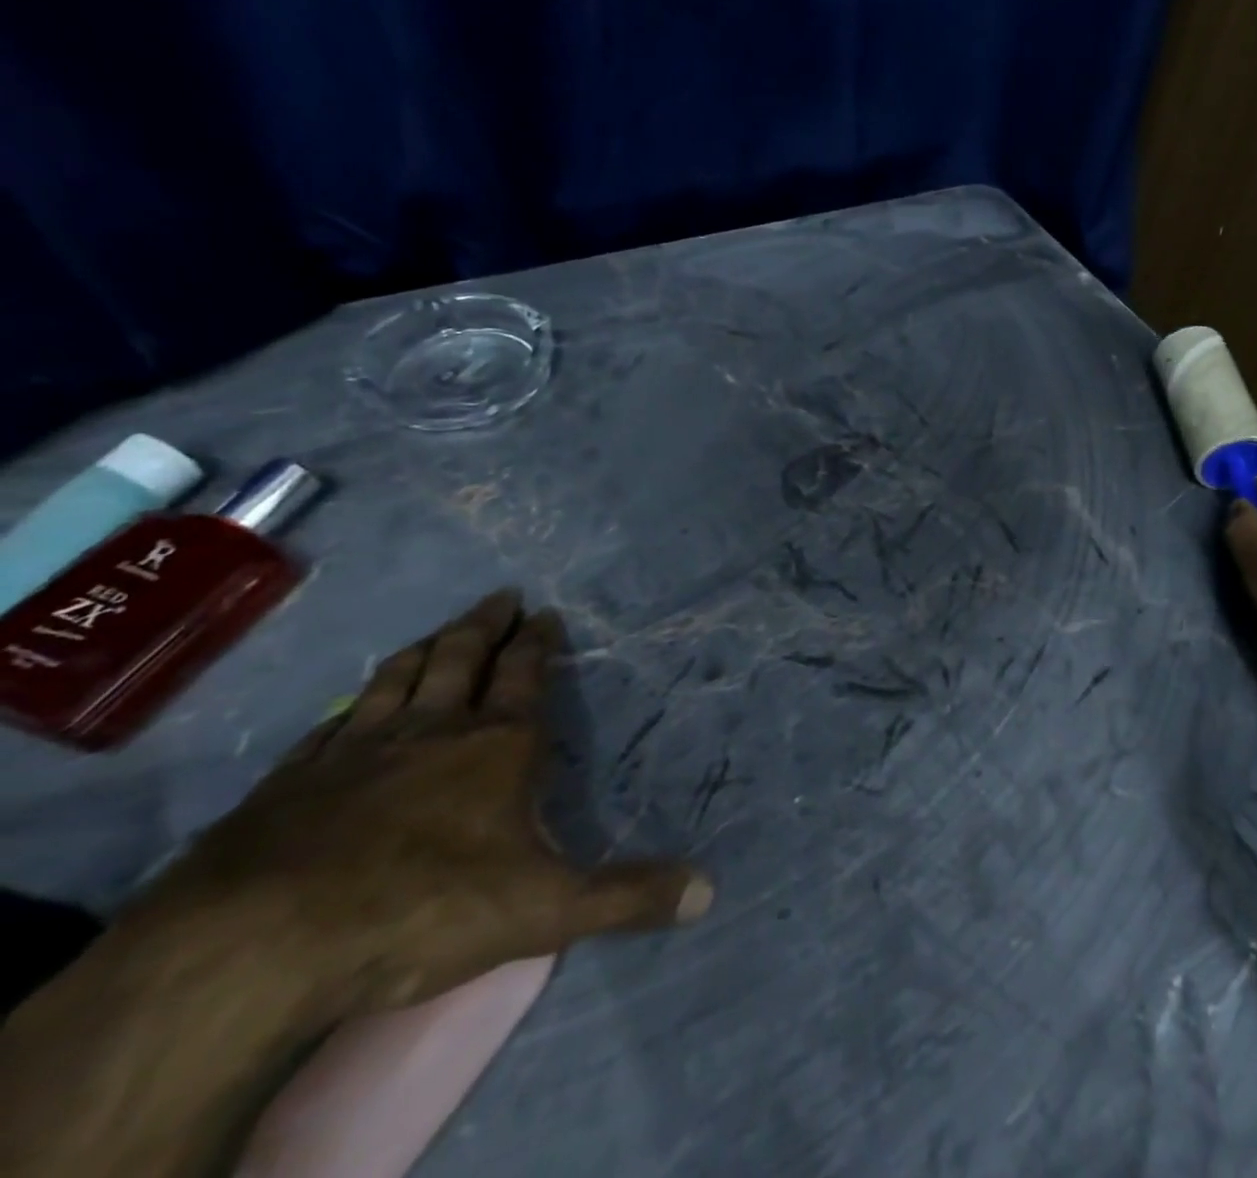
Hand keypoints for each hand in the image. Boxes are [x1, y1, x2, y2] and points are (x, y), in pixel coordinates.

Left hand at [117, 589, 712, 1025]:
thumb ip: (628, 897)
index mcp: (497, 746)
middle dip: (486, 625)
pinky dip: (353, 704)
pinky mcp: (290, 782)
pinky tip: (350, 706)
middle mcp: (431, 730)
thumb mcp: (547, 910)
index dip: (537, 642)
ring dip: (424, 648)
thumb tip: (710, 891)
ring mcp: (355, 750)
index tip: (544, 612)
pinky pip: (332, 724)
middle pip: (462, 659)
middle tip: (500, 596)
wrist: (256, 949)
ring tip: (440, 631)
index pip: (525, 675)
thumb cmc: (424, 910)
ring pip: (397, 678)